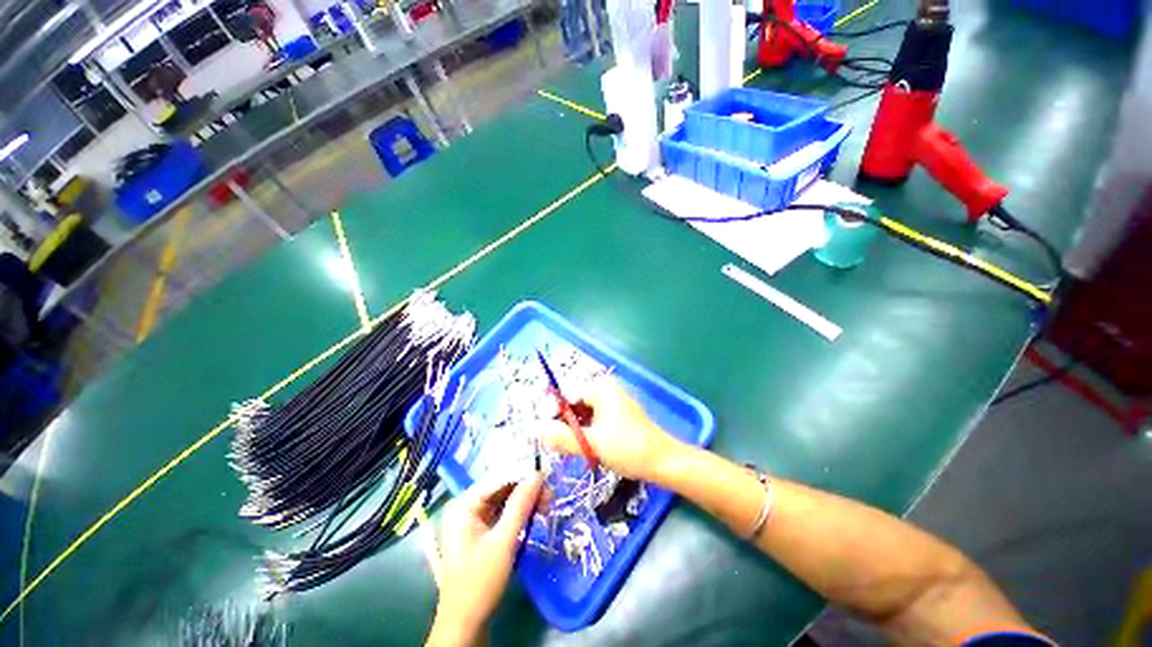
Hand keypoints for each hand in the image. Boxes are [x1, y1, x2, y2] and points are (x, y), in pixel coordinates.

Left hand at [428, 474, 543, 645]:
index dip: (523, 473)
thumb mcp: (504, 541)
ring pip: (504, 498)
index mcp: (464, 504)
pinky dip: (519, 511)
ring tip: (547, 503)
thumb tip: (538, 474)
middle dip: (526, 488)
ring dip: (525, 499)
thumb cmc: (480, 582)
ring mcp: (472, 518)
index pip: (498, 477)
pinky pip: (502, 511)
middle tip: (550, 493)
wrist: (465, 624)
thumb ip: (521, 505)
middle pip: (501, 486)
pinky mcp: (480, 530)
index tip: (547, 473)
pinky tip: (535, 511)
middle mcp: (466, 506)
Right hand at [535, 376, 682, 480]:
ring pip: (582, 410)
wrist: (663, 461)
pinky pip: (592, 416)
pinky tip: (583, 445)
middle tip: (554, 443)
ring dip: (573, 427)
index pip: (566, 393)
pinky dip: (585, 429)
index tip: (542, 432)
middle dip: (563, 421)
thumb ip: (561, 437)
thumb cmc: (628, 449)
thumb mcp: (592, 444)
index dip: (552, 412)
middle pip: (574, 401)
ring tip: (568, 446)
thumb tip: (534, 429)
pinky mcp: (616, 412)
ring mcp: (612, 400)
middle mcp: (605, 388)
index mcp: (600, 388)